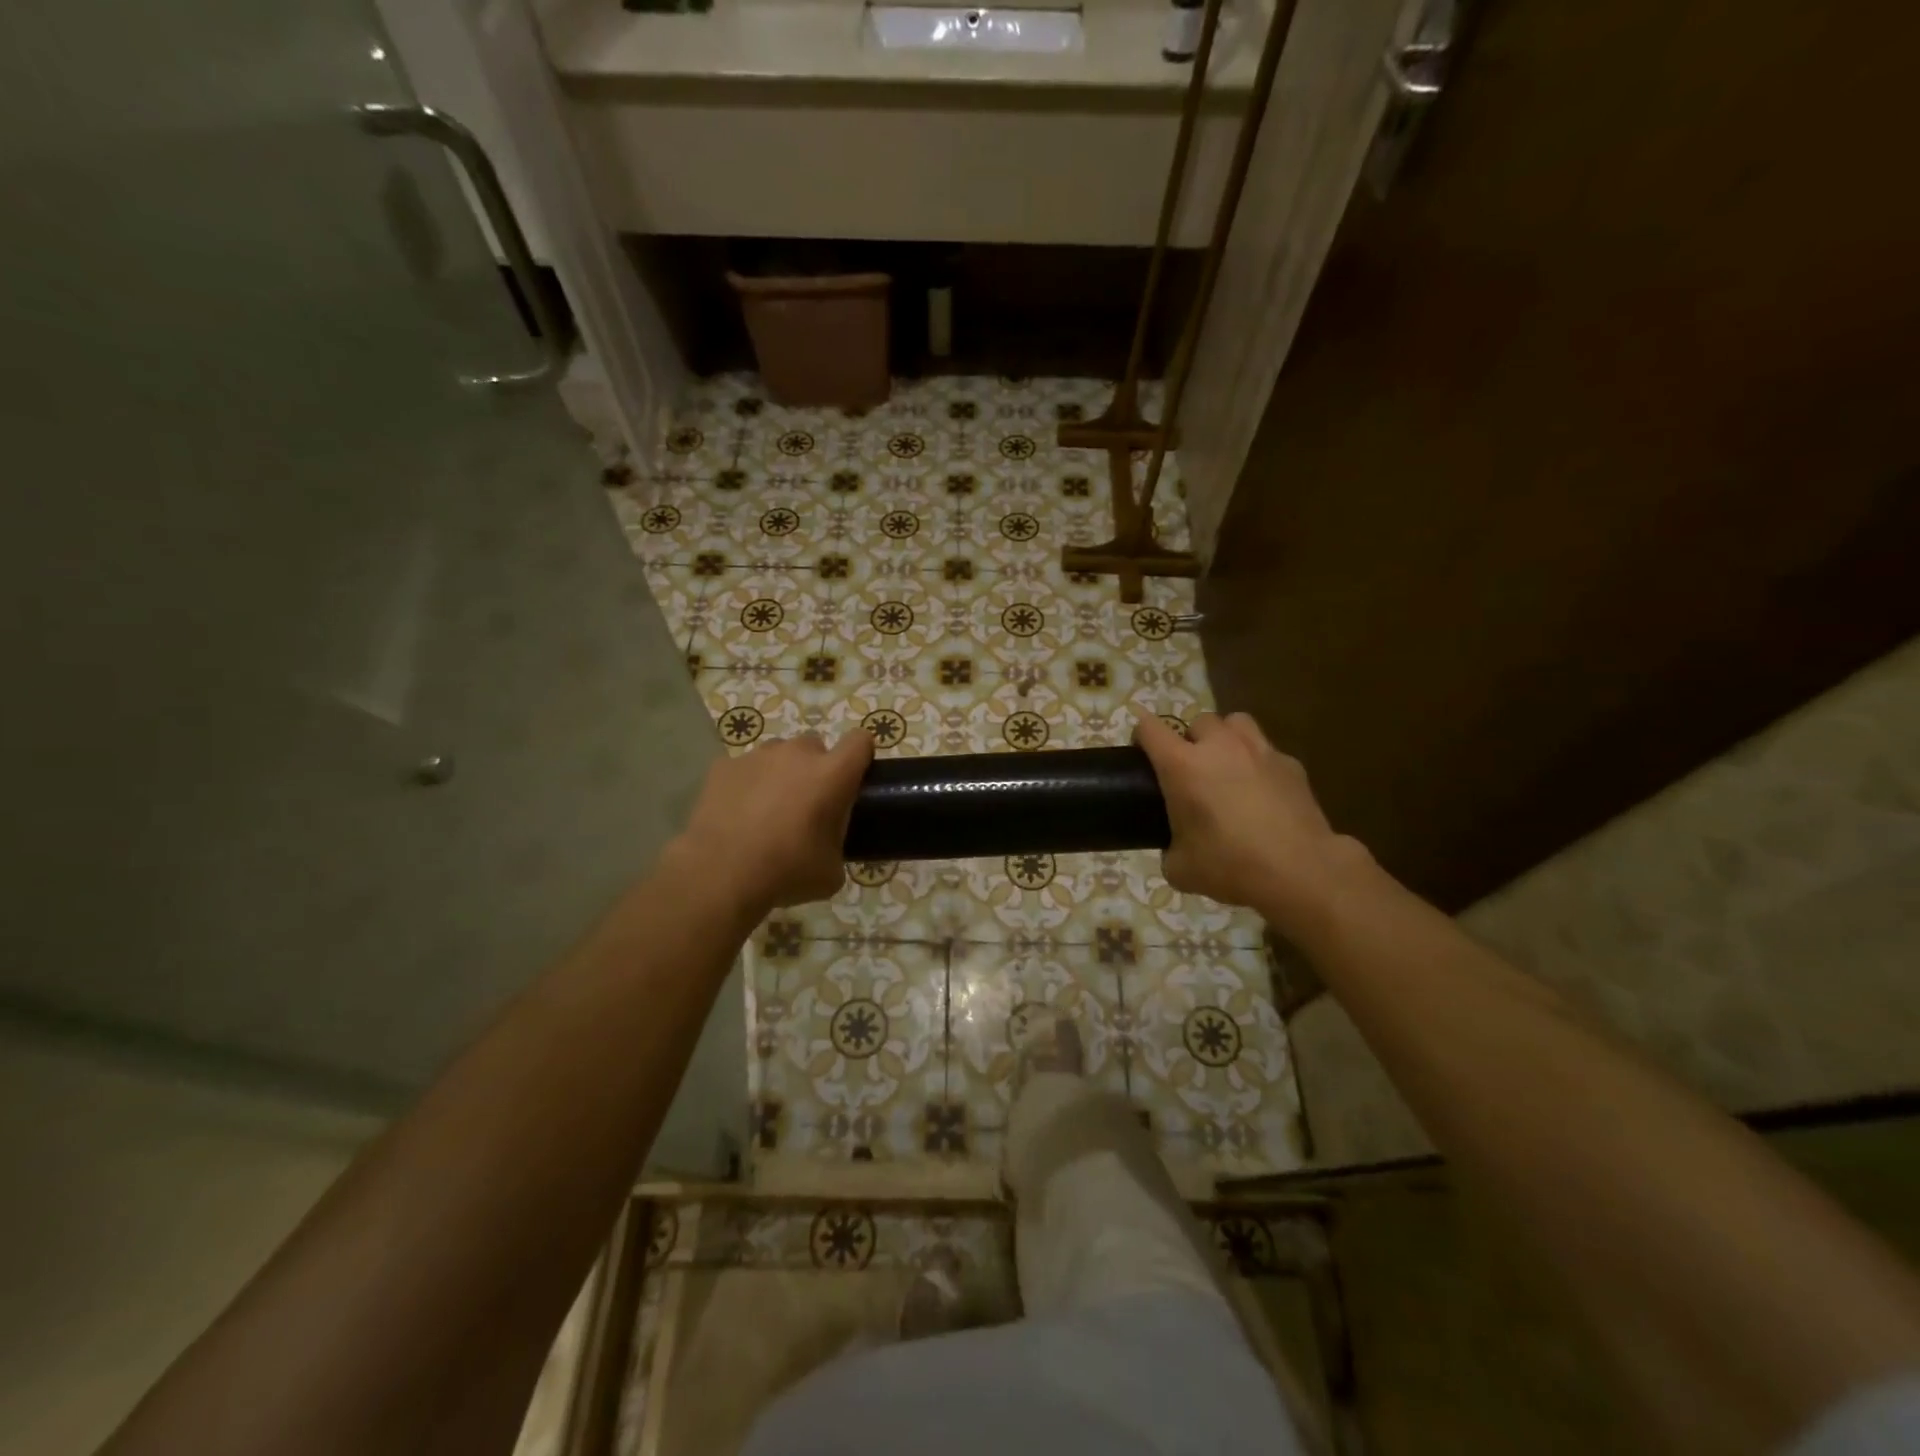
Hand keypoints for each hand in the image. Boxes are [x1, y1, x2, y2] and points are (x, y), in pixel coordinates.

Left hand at [669, 731, 874, 913]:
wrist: (720, 875)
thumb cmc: (787, 871)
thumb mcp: (832, 870)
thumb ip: (839, 843)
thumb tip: (829, 843)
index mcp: (832, 774)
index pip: (860, 741)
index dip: (860, 756)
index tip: (853, 779)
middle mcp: (797, 754)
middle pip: (816, 747)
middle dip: (816, 769)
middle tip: (807, 805)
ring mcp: (757, 756)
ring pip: (779, 755)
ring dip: (781, 774)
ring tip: (768, 810)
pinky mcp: (724, 766)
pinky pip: (745, 768)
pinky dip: (747, 784)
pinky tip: (737, 814)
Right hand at [1131, 707, 1368, 930]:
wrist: (1299, 871)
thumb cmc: (1230, 865)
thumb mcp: (1181, 868)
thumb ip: (1169, 849)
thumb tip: (1175, 849)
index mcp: (1182, 766)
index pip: (1150, 728)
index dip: (1141, 736)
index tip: (1142, 755)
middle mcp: (1219, 747)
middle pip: (1198, 721)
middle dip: (1191, 739)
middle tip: (1191, 770)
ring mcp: (1260, 751)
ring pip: (1236, 722)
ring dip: (1226, 738)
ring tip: (1227, 766)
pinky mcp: (1291, 765)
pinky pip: (1267, 751)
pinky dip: (1259, 764)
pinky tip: (1263, 792)